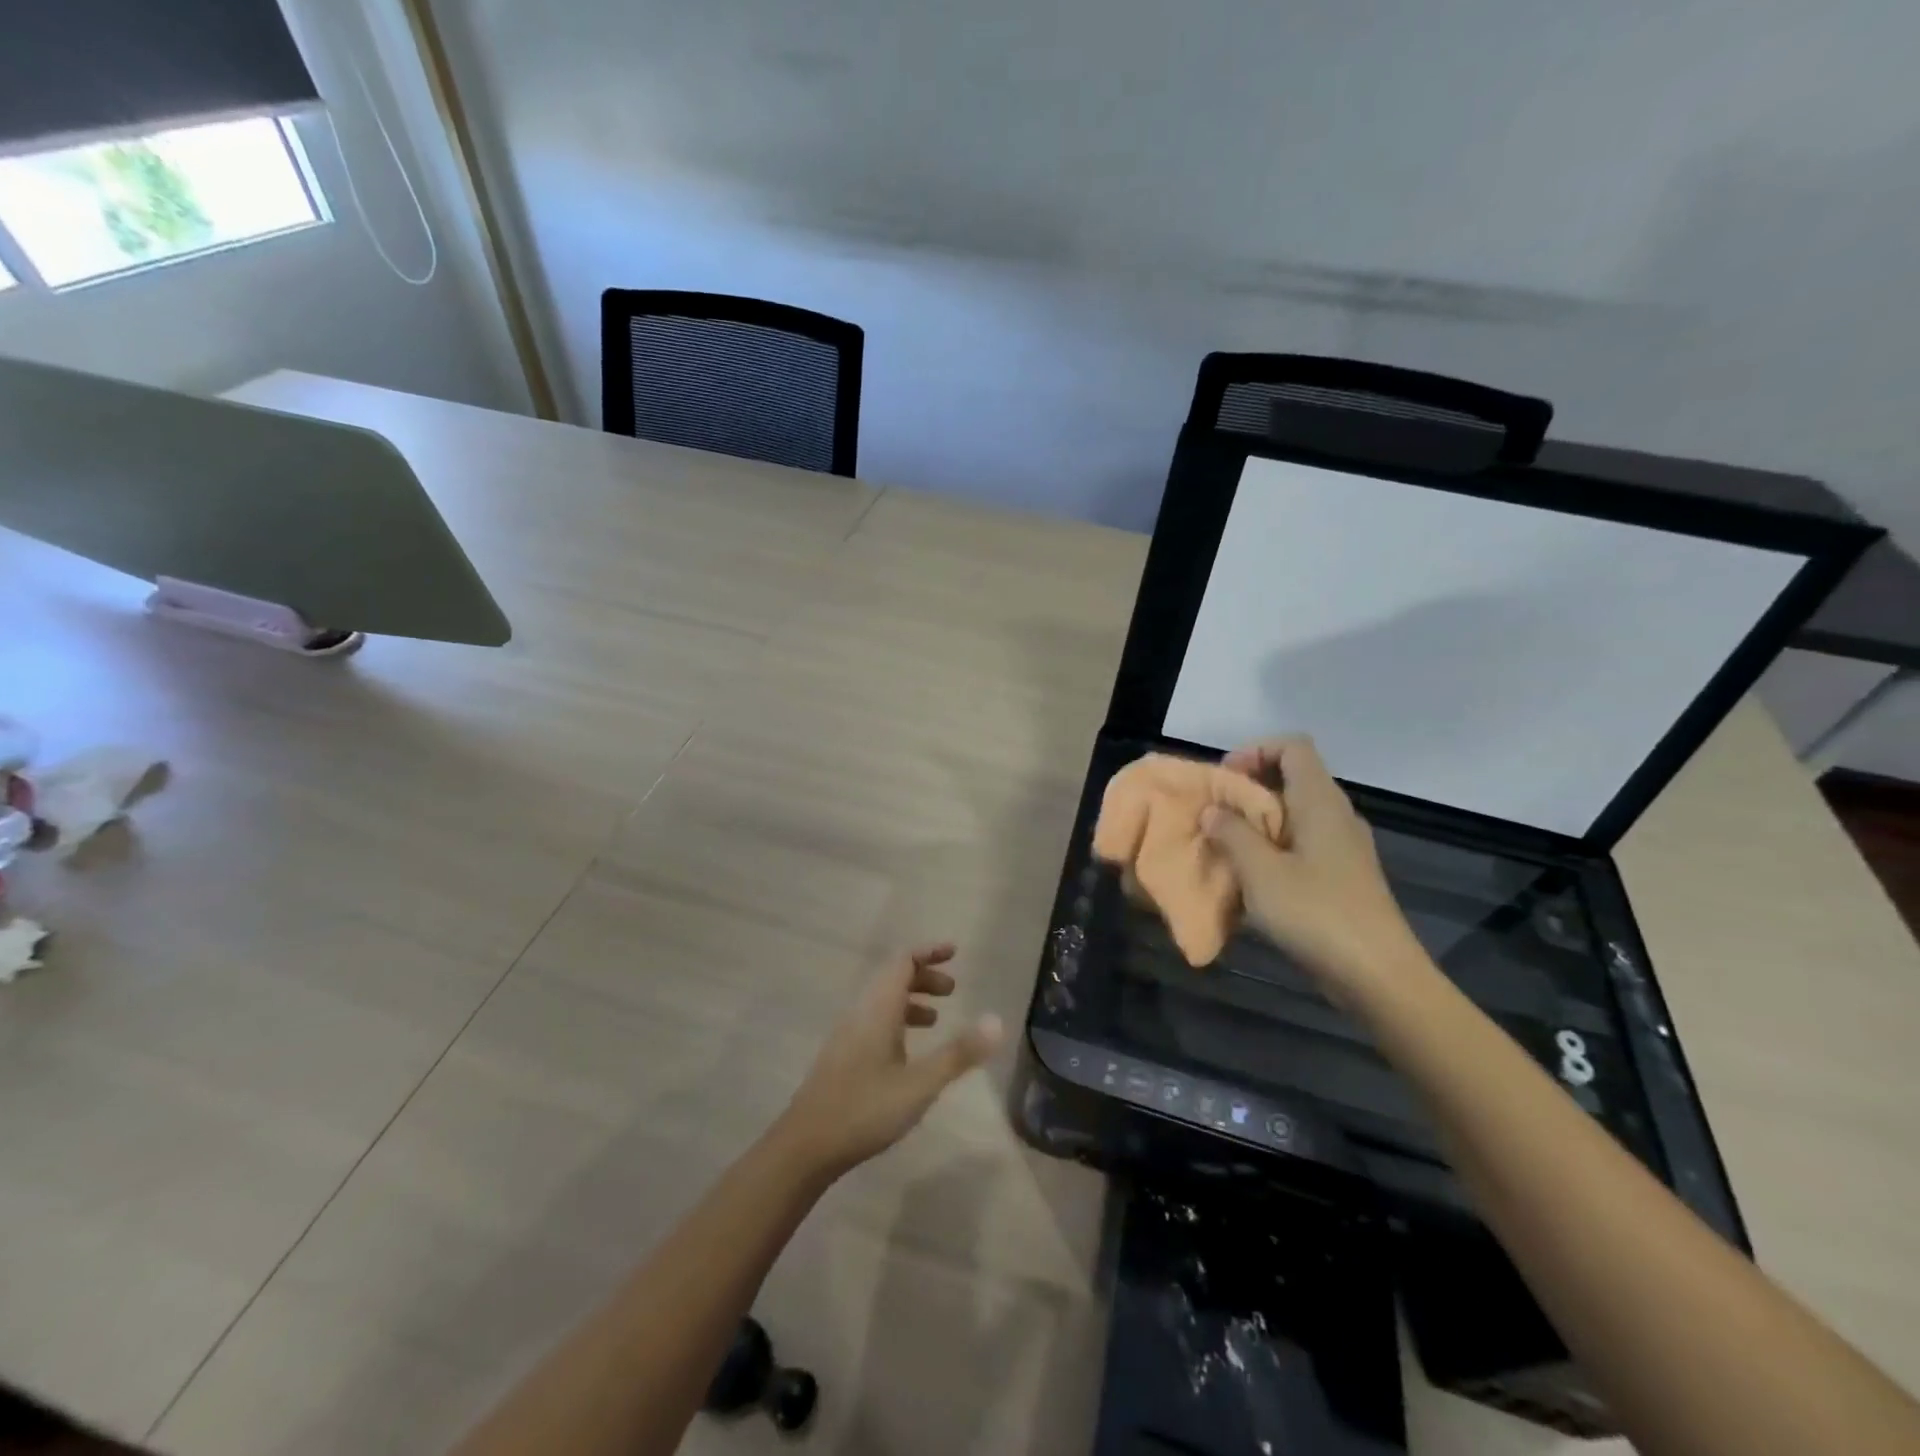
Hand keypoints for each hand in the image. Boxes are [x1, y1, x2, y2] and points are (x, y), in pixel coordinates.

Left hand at [776, 944, 1003, 1180]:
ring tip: (936, 1019)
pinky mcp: (842, 1055)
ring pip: (882, 1001)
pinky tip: (907, 1052)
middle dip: (923, 977)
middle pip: (892, 978)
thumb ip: (959, 1053)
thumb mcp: (920, 1084)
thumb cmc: (865, 1108)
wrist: (806, 1146)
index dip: (928, 952)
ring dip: (910, 1000)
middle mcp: (861, 1012)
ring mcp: (848, 1034)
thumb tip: (997, 1021)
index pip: (903, 961)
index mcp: (878, 1008)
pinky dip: (896, 1021)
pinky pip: (873, 1021)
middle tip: (952, 990)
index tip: (954, 951)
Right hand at [1208, 737, 1424, 994]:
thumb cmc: (1317, 914)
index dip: (1255, 751)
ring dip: (1256, 823)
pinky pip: (1301, 844)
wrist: (1379, 976)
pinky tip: (1252, 880)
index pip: (1293, 746)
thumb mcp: (1260, 872)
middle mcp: (1336, 815)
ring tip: (1225, 847)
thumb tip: (1213, 811)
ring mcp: (1343, 847)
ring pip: (1294, 814)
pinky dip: (1272, 849)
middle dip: (1247, 790)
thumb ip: (1232, 834)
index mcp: (1320, 801)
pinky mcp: (1342, 876)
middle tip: (1214, 816)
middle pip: (1291, 778)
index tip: (1224, 781)